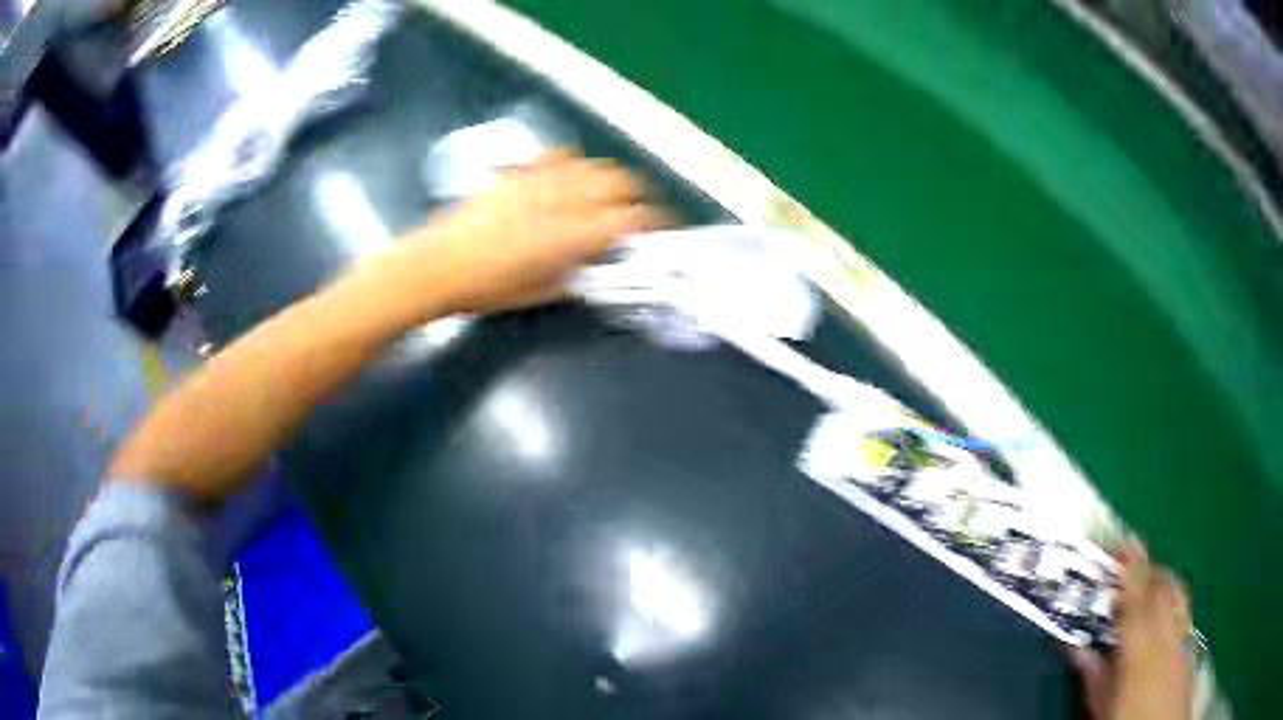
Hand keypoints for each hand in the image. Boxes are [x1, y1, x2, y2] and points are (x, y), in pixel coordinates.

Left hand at [401, 149, 671, 315]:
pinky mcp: (518, 173)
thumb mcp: (540, 292)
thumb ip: (576, 273)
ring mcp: (540, 180)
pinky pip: (557, 155)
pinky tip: (572, 173)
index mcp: (574, 234)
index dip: (657, 222)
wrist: (436, 265)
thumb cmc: (487, 288)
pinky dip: (574, 162)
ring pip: (593, 165)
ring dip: (612, 177)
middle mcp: (564, 198)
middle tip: (643, 210)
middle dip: (641, 194)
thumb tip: (595, 261)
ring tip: (612, 192)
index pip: (633, 218)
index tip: (665, 229)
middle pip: (620, 182)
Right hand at [1072, 542, 1194, 719]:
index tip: (1120, 543)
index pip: (1138, 596)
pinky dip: (1171, 592)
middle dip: (1145, 567)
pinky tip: (1161, 606)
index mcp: (1142, 651)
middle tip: (1124, 567)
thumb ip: (1094, 674)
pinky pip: (1183, 600)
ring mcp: (1184, 630)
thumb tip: (1075, 646)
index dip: (1131, 566)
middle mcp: (1169, 632)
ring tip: (1142, 582)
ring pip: (1176, 587)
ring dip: (1159, 576)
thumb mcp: (1104, 706)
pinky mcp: (1191, 635)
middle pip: (1163, 582)